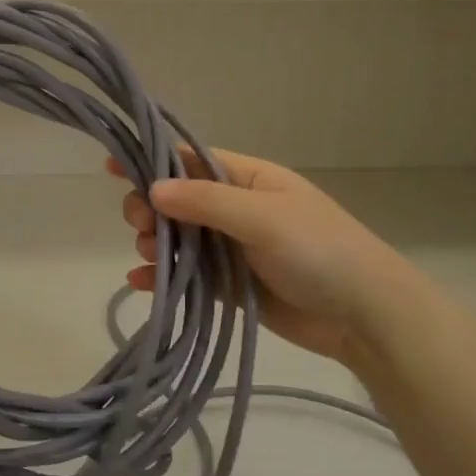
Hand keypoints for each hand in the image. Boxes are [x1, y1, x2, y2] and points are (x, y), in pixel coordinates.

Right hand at [114, 148, 436, 375]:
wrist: (364, 316)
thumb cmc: (318, 250)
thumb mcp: (262, 217)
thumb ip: (206, 201)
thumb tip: (153, 188)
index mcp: (248, 179)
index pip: (190, 160)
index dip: (152, 161)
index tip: (112, 167)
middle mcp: (237, 209)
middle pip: (178, 201)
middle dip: (151, 209)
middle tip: (138, 225)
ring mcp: (233, 249)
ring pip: (179, 240)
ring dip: (155, 244)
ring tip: (146, 256)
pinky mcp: (231, 286)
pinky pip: (189, 276)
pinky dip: (163, 278)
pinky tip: (141, 283)